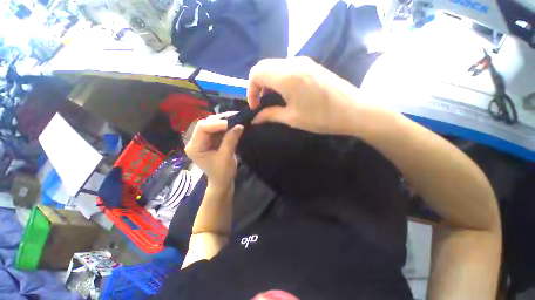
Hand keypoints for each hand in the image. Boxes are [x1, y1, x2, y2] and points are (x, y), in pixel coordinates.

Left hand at [184, 113, 243, 187]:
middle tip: (236, 118)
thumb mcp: (226, 157)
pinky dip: (227, 126)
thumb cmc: (222, 173)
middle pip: (207, 123)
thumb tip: (240, 125)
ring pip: (214, 124)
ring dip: (225, 122)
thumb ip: (231, 140)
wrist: (222, 181)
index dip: (217, 123)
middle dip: (222, 120)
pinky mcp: (212, 139)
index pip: (202, 127)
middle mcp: (196, 140)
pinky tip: (235, 124)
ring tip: (237, 119)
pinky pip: (219, 129)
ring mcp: (204, 139)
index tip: (232, 123)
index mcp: (195, 146)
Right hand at [247, 56, 361, 134]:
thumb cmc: (321, 117)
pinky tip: (285, 92)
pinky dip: (279, 78)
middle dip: (257, 85)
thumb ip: (270, 115)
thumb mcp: (292, 118)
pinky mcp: (311, 65)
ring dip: (268, 81)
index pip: (256, 73)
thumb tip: (255, 118)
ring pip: (275, 65)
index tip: (255, 106)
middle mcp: (293, 63)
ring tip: (272, 99)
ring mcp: (303, 62)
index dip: (251, 90)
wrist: (353, 110)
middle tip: (261, 102)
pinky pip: (287, 67)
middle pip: (264, 66)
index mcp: (286, 76)